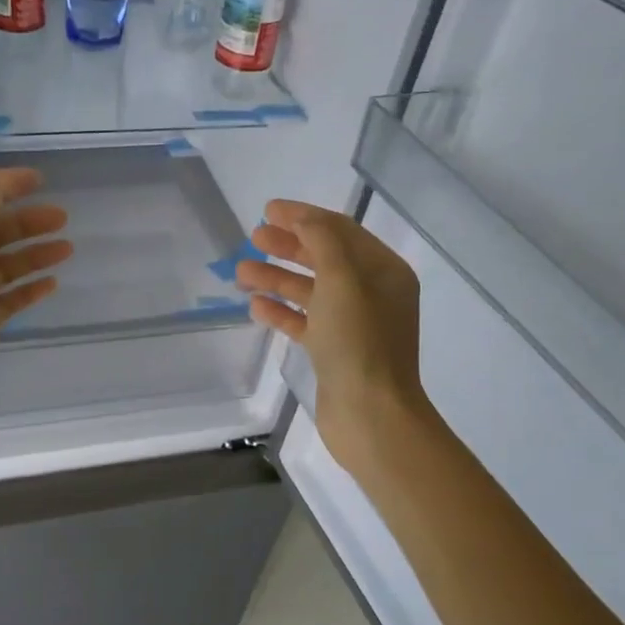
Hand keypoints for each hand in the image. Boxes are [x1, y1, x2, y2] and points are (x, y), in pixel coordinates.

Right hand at [236, 199, 433, 474]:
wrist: (371, 414)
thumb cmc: (359, 342)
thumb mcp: (343, 281)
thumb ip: (322, 241)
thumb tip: (302, 218)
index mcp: (384, 271)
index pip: (341, 231)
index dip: (304, 217)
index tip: (268, 210)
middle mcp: (372, 293)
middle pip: (324, 258)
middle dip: (288, 246)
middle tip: (253, 238)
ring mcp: (353, 324)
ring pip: (310, 291)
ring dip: (277, 278)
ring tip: (241, 273)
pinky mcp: (335, 352)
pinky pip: (305, 321)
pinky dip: (281, 311)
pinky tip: (255, 306)